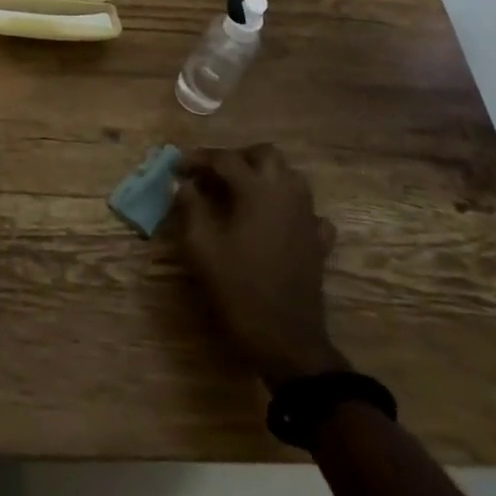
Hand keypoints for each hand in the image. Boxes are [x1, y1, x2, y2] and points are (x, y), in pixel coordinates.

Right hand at [173, 144, 348, 385]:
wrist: (287, 340)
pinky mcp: (318, 242)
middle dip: (237, 157)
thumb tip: (183, 185)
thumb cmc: (240, 289)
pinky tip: (275, 221)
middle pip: (265, 155)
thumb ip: (190, 208)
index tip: (177, 168)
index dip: (198, 159)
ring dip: (265, 175)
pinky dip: (290, 207)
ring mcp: (307, 217)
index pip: (224, 159)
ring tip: (241, 192)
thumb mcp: (201, 248)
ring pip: (290, 176)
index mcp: (257, 190)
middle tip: (213, 175)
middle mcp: (286, 194)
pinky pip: (308, 210)